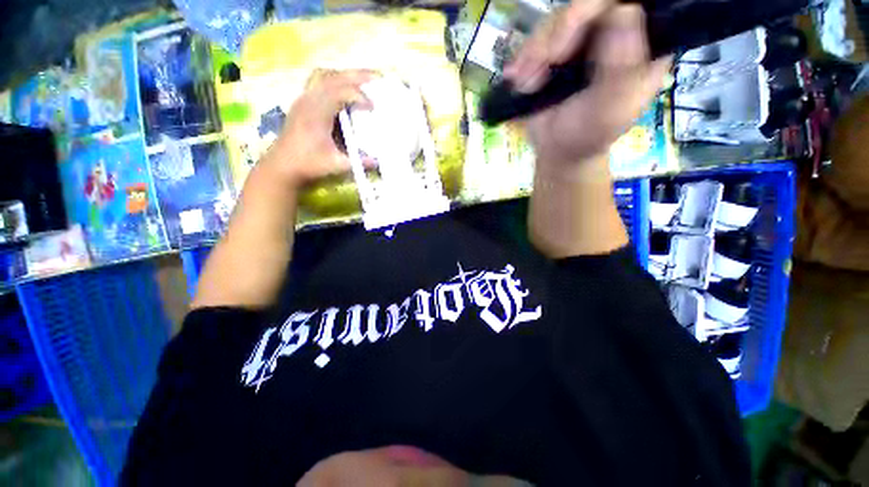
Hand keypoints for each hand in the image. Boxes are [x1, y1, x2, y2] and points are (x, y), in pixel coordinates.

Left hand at [261, 69, 377, 188]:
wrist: (283, 165)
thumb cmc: (308, 164)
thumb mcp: (336, 164)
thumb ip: (358, 162)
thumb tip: (378, 161)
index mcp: (316, 113)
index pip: (340, 92)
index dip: (359, 96)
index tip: (373, 108)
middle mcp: (309, 100)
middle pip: (334, 76)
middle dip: (357, 75)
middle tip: (377, 78)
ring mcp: (304, 99)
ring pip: (325, 75)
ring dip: (345, 76)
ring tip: (362, 81)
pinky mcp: (303, 102)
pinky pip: (319, 82)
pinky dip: (335, 81)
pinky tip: (345, 91)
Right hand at [504, 0, 669, 175]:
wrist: (557, 150)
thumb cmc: (587, 135)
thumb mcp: (610, 109)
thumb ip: (621, 67)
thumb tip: (623, 11)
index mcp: (642, 45)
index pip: (627, 4)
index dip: (598, 10)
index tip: (572, 35)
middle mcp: (614, 33)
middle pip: (588, 6)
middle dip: (559, 32)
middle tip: (546, 62)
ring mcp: (582, 39)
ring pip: (557, 19)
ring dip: (536, 51)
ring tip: (527, 83)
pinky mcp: (556, 49)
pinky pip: (537, 38)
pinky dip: (524, 57)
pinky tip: (516, 76)